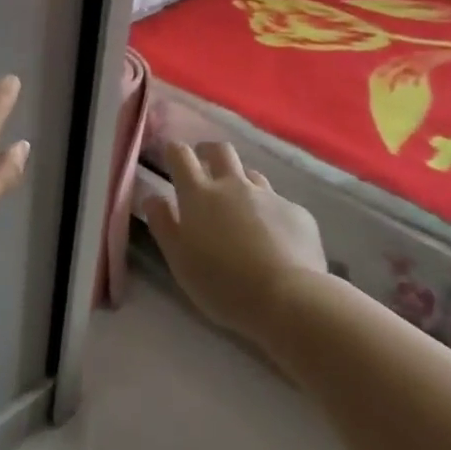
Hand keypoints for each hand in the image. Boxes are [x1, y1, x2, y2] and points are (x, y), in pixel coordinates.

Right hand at [146, 140, 328, 342]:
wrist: (287, 298)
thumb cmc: (222, 283)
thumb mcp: (179, 260)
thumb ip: (163, 224)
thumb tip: (152, 197)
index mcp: (199, 195)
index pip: (181, 156)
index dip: (175, 151)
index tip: (172, 155)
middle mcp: (234, 186)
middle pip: (221, 151)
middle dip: (209, 151)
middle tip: (204, 163)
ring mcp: (269, 196)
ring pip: (252, 175)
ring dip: (241, 183)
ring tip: (240, 207)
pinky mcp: (297, 213)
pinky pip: (280, 204)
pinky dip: (271, 214)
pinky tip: (275, 240)